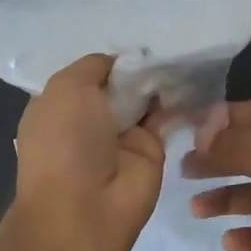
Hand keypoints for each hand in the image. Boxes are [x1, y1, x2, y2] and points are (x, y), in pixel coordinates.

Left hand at [12, 54, 164, 250]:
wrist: (86, 208)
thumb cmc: (65, 141)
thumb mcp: (67, 87)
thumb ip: (93, 67)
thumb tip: (121, 63)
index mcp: (57, 106)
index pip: (87, 75)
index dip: (109, 60)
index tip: (133, 44)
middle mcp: (87, 121)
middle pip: (118, 85)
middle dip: (138, 66)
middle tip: (167, 42)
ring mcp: (119, 137)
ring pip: (144, 99)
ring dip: (160, 80)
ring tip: (183, 54)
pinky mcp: (151, 151)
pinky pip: (167, 118)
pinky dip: (179, 100)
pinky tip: (194, 78)